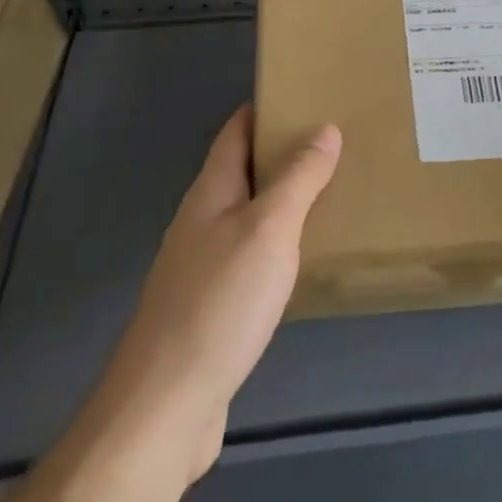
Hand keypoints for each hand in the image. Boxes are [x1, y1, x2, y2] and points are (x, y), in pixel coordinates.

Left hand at [77, 106, 340, 485]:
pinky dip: (278, 243)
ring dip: (283, 199)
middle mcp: (202, 220)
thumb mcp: (269, 229)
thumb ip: (299, 178)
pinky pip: (250, 255)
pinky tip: (304, 257)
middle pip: (243, 170)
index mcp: (211, 191)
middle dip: (283, 152)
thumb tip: (325, 127)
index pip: (236, 131)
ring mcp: (202, 265)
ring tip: (331, 191)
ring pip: (248, 214)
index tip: (306, 93)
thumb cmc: (219, 303)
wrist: (166, 408)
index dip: (266, 108)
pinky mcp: (211, 307)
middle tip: (336, 142)